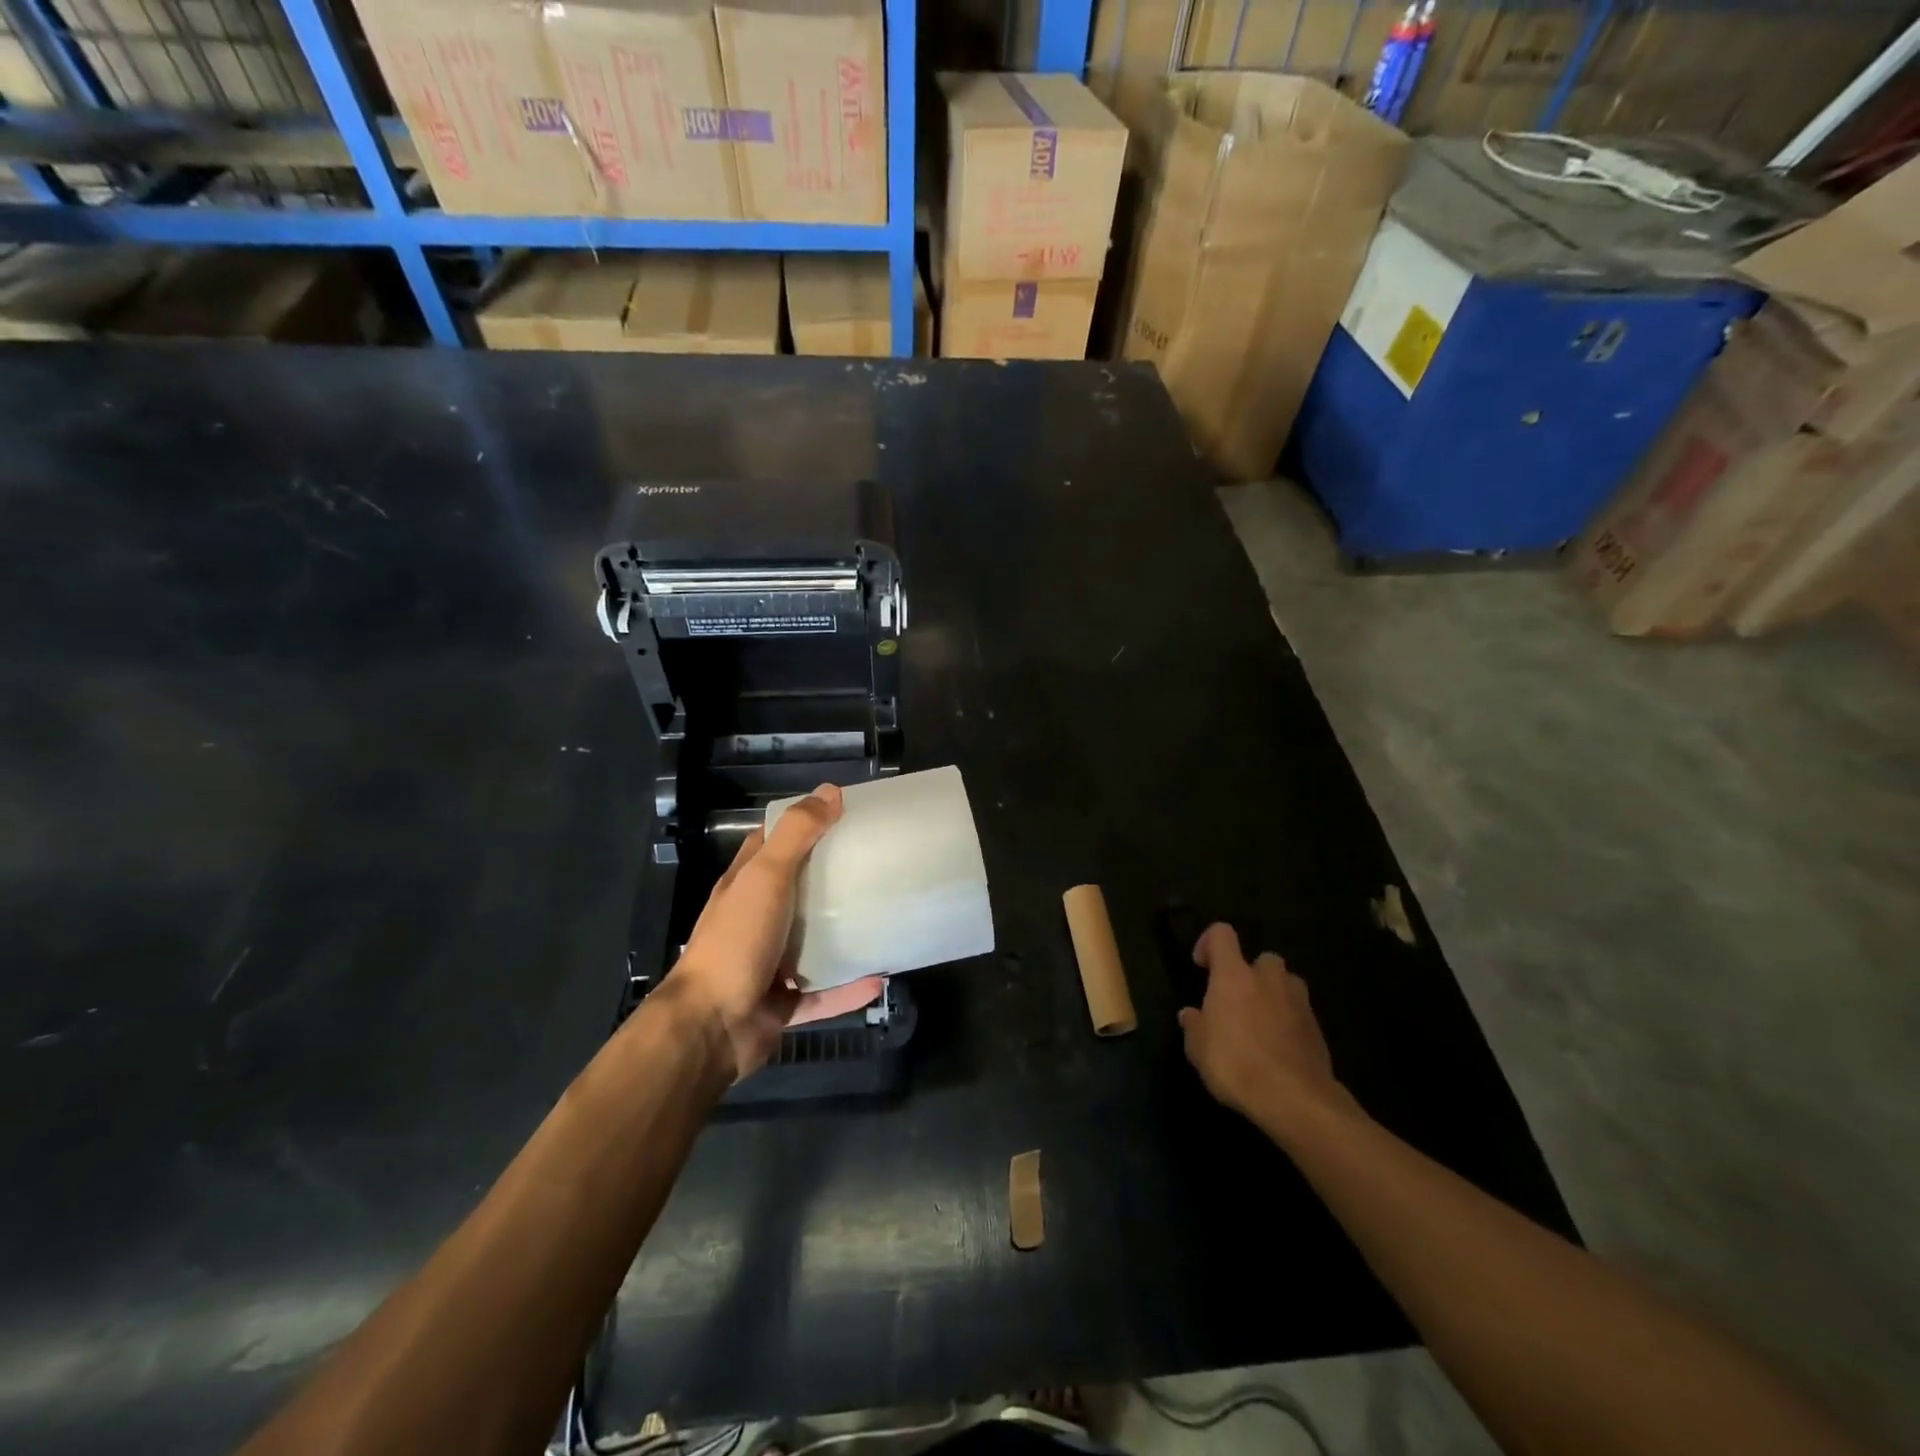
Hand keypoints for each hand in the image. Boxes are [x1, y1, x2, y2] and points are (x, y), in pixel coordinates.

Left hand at [669, 783, 883, 1080]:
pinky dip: (849, 988)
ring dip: (843, 934)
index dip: (802, 825)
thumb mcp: (766, 877)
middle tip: (875, 863)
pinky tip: (881, 977)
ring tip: (882, 917)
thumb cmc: (737, 941)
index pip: (771, 843)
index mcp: (744, 886)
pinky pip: (824, 993)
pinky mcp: (783, 1003)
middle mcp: (755, 920)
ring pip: (811, 943)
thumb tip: (830, 791)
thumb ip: (796, 835)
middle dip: (831, 877)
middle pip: (796, 891)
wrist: (711, 1027)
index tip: (842, 815)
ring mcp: (768, 963)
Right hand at [1179, 923, 1346, 1131]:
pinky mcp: (1317, 1028)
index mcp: (1233, 976)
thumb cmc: (1235, 1065)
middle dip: (1251, 973)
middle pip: (1262, 958)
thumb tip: (1191, 1015)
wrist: (1294, 1098)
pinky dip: (1289, 1021)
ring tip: (1261, 1021)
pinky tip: (1279, 1047)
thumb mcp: (1198, 1049)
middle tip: (1237, 1000)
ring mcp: (1298, 1002)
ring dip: (1274, 994)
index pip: (1221, 934)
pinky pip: (1299, 1012)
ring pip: (1287, 983)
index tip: (1202, 966)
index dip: (1208, 942)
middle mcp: (1267, 979)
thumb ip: (1194, 1026)